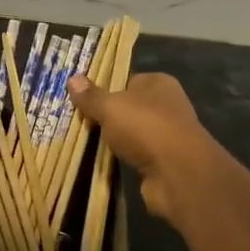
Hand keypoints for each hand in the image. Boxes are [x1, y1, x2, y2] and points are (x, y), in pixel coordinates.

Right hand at [66, 72, 222, 227]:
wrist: (177, 172)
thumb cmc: (145, 127)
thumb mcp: (110, 107)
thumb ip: (91, 96)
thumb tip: (72, 79)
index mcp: (159, 83)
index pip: (128, 80)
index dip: (107, 89)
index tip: (84, 101)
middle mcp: (167, 105)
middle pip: (130, 107)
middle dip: (109, 116)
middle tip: (80, 122)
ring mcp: (168, 134)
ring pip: (133, 132)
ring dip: (116, 139)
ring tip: (87, 143)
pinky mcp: (165, 160)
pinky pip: (137, 154)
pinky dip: (124, 158)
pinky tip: (107, 161)